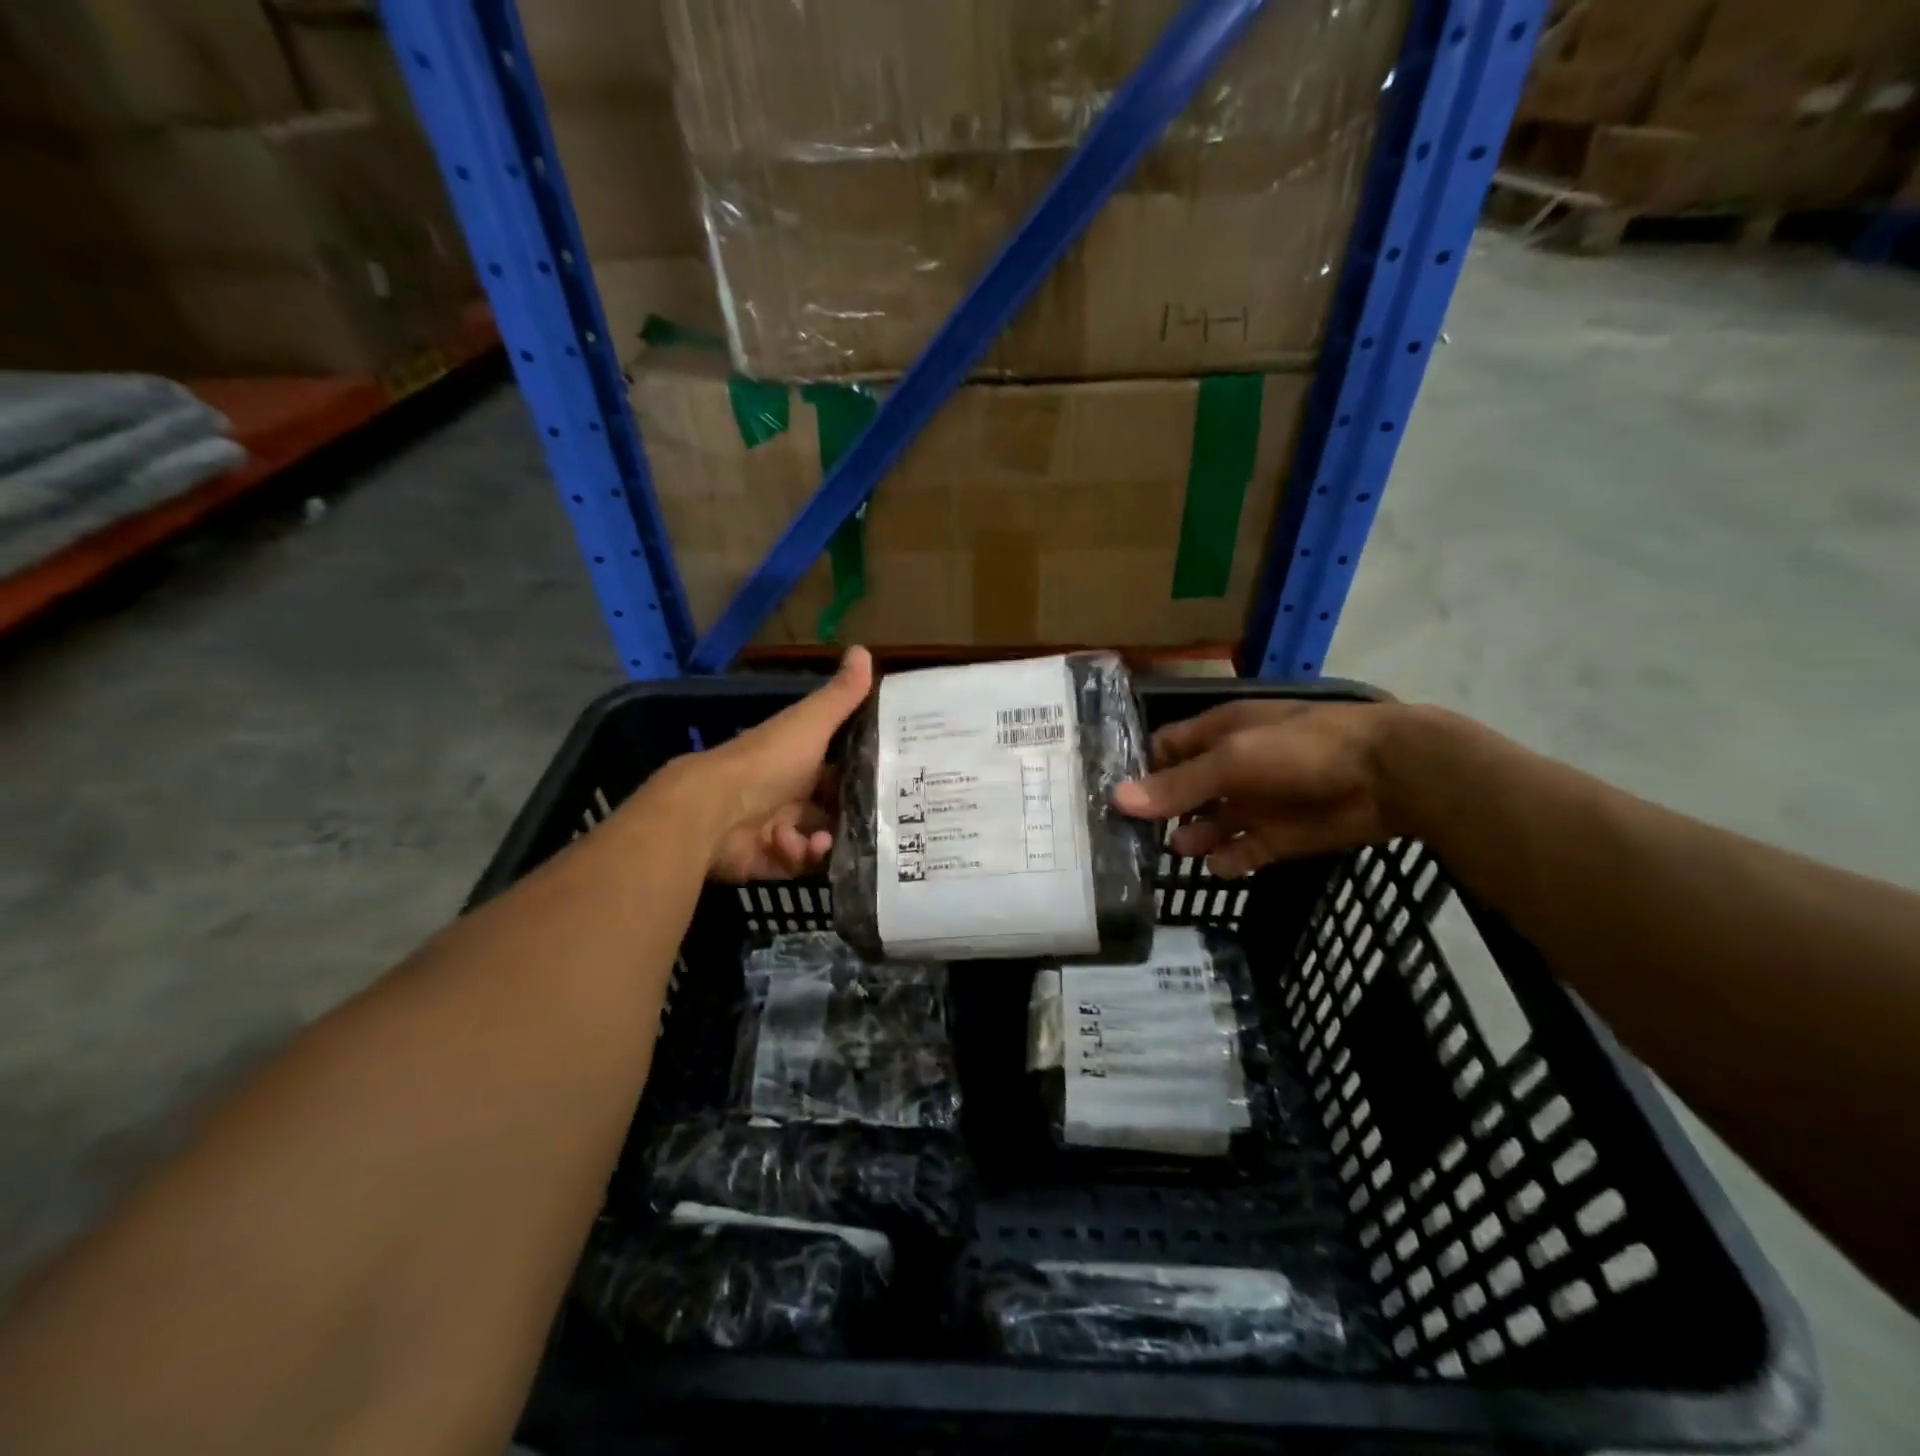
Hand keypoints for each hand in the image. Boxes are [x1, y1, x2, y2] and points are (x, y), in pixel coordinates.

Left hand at [694, 647, 873, 882]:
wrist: (713, 810)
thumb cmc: (768, 762)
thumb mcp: (811, 723)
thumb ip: (841, 695)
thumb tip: (864, 648)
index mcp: (800, 758)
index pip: (840, 765)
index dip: (866, 771)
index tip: (897, 780)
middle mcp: (790, 791)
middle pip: (833, 807)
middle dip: (854, 815)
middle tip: (882, 823)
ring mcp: (778, 827)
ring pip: (820, 838)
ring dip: (829, 839)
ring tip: (830, 839)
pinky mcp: (769, 859)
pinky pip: (799, 864)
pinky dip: (804, 857)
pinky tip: (803, 849)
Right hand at [1112, 700, 1401, 876]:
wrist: (1386, 775)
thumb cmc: (1301, 749)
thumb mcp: (1233, 759)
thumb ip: (1178, 784)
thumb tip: (1117, 800)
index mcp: (1216, 734)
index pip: (1164, 750)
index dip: (1137, 771)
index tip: (1107, 798)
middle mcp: (1229, 768)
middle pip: (1181, 792)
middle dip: (1157, 813)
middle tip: (1124, 839)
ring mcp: (1252, 804)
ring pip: (1207, 826)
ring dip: (1189, 839)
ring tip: (1172, 853)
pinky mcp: (1276, 837)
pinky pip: (1240, 853)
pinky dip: (1227, 862)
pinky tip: (1217, 866)